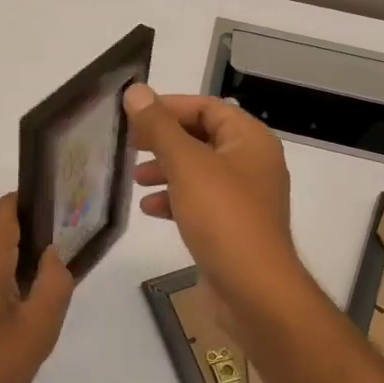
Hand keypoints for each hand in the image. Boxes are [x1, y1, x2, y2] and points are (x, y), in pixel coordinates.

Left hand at [0, 194, 74, 382]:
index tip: (58, 224)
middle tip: (51, 278)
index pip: (6, 208)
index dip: (34, 208)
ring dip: (7, 270)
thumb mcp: (40, 328)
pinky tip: (1, 321)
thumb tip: (50, 254)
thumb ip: (54, 281)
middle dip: (26, 247)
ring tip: (29, 305)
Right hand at [125, 85, 315, 319]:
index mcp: (250, 141)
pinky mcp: (232, 227)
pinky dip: (175, 200)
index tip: (133, 115)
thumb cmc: (223, 218)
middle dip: (164, 140)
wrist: (254, 291)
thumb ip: (159, 127)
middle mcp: (252, 164)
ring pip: (198, 171)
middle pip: (202, 138)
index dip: (170, 107)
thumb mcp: (186, 165)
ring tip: (135, 179)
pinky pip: (200, 201)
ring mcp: (244, 198)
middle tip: (129, 145)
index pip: (207, 107)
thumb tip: (136, 90)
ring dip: (166, 170)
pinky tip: (150, 210)